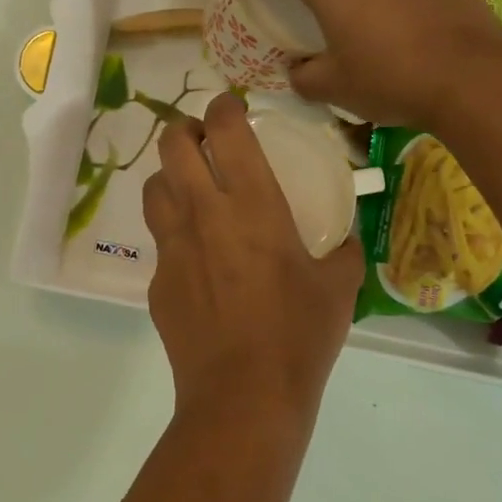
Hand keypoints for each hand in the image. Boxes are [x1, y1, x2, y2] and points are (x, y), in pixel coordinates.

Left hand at [143, 93, 362, 423]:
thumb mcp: (339, 287)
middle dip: (184, 129)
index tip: (230, 107)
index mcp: (251, 203)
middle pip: (172, 145)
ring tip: (189, 187)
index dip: (223, 107)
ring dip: (169, 175)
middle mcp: (203, 212)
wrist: (244, 395)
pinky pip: (160, 240)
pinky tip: (196, 257)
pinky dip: (173, 231)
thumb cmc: (299, 334)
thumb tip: (348, 238)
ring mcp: (172, 246)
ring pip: (153, 187)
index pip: (224, 129)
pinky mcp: (157, 280)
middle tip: (201, 137)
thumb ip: (345, 251)